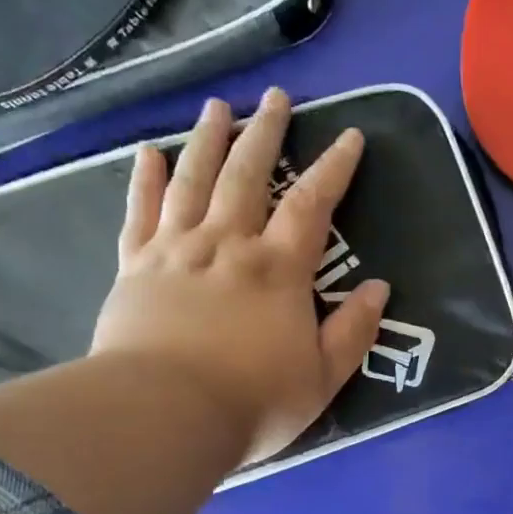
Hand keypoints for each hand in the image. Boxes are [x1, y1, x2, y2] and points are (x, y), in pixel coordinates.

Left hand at [92, 87, 388, 465]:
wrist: (162, 416)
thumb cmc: (253, 401)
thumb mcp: (322, 377)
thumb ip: (353, 331)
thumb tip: (378, 288)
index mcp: (278, 269)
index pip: (313, 205)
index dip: (334, 168)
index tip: (350, 136)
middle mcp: (227, 244)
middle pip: (248, 175)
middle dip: (266, 133)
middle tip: (276, 97)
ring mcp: (176, 251)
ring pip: (193, 181)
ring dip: (207, 140)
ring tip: (217, 106)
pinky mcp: (135, 267)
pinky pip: (140, 212)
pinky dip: (144, 179)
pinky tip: (149, 152)